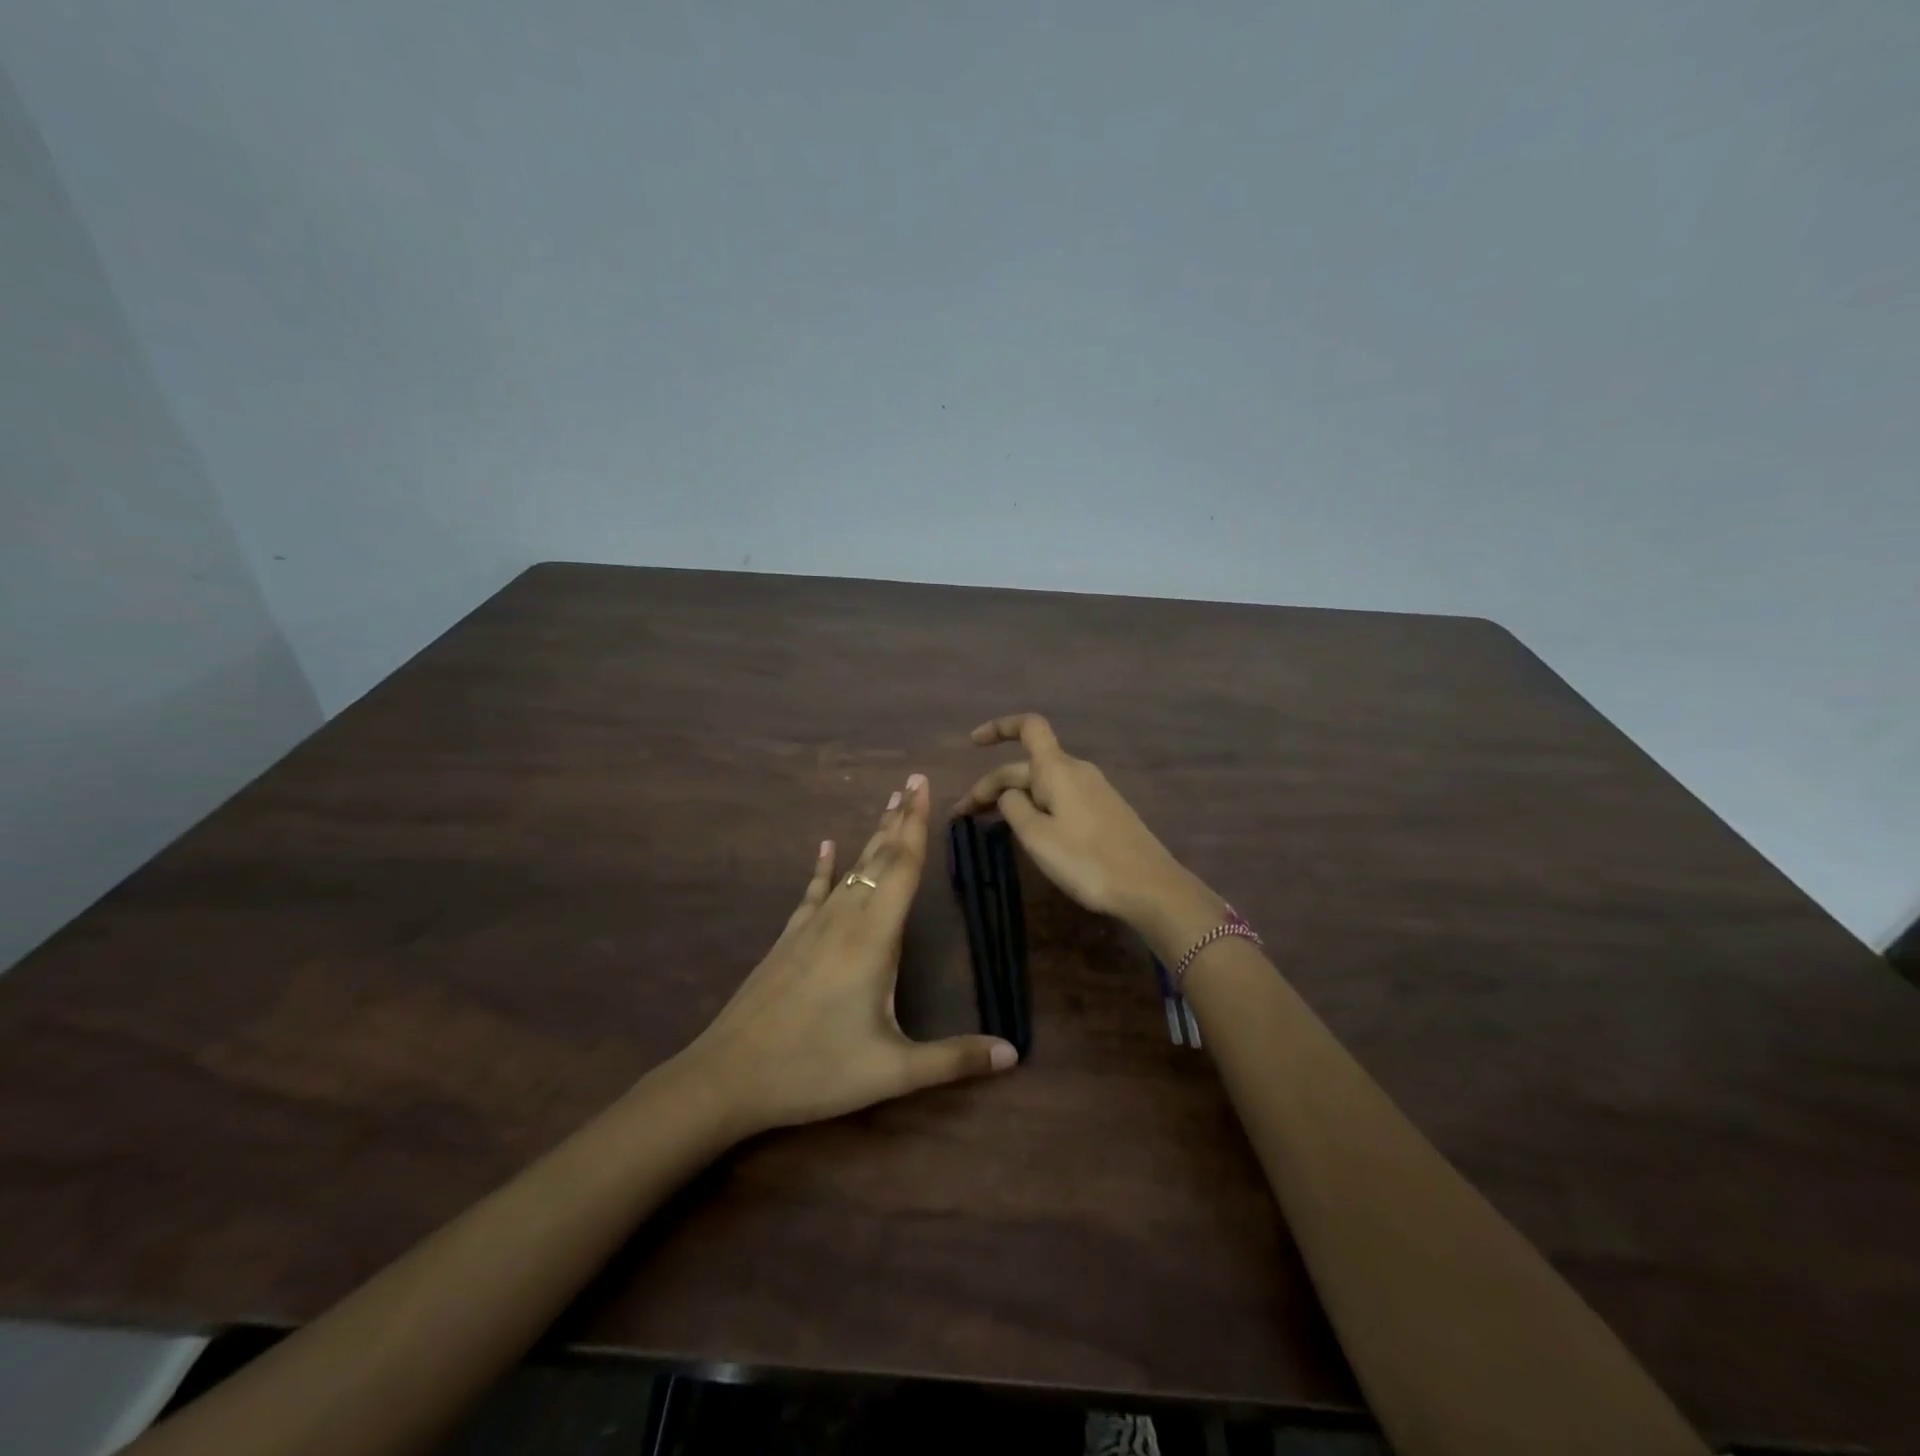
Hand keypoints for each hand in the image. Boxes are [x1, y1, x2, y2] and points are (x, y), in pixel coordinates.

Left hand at [684, 773, 1017, 1138]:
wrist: (728, 1077)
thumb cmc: (815, 1069)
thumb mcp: (891, 1071)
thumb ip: (953, 1059)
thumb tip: (1014, 1054)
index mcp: (873, 938)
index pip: (902, 868)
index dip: (917, 826)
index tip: (923, 785)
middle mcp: (844, 919)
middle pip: (878, 858)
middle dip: (899, 819)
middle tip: (913, 781)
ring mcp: (811, 926)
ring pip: (850, 869)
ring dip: (872, 837)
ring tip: (888, 805)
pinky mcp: (789, 939)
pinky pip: (813, 891)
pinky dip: (824, 867)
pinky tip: (825, 846)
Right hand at [954, 714, 1220, 937]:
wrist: (1148, 886)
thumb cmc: (1086, 859)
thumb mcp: (1036, 836)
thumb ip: (1013, 807)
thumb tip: (1009, 794)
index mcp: (1057, 768)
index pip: (1028, 727)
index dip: (999, 727)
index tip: (973, 743)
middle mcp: (1076, 770)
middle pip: (1026, 766)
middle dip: (992, 785)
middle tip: (962, 817)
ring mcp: (1093, 791)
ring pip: (1042, 784)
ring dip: (1012, 798)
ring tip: (988, 824)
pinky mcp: (1103, 811)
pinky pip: (1059, 798)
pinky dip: (1035, 807)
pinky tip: (1027, 830)